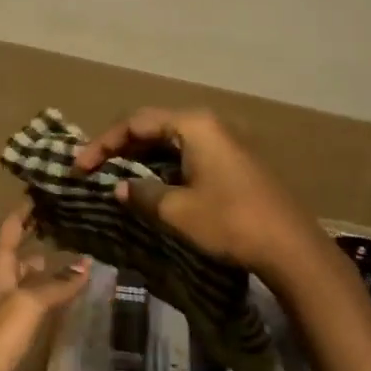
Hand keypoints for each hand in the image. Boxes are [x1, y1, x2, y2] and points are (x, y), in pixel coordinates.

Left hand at [0, 206, 88, 370]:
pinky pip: (26, 305)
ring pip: (24, 281)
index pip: (10, 229)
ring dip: (46, 271)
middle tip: (73, 229)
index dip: (24, 211)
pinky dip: (44, 297)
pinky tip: (62, 303)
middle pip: (18, 255)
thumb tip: (86, 263)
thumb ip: (57, 284)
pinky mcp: (1, 334)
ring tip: (77, 264)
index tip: (41, 192)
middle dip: (41, 241)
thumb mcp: (27, 305)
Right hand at [74, 107, 312, 278]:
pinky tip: (150, 186)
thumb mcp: (177, 210)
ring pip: (170, 141)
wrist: (290, 248)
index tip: (80, 167)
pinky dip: (162, 166)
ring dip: (140, 158)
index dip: (102, 143)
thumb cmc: (230, 221)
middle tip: (94, 169)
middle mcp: (209, 124)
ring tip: (115, 177)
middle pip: (152, 126)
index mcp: (193, 125)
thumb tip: (119, 188)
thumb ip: (141, 194)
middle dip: (120, 147)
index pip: (135, 122)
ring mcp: (224, 141)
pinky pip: (186, 154)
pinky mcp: (233, 161)